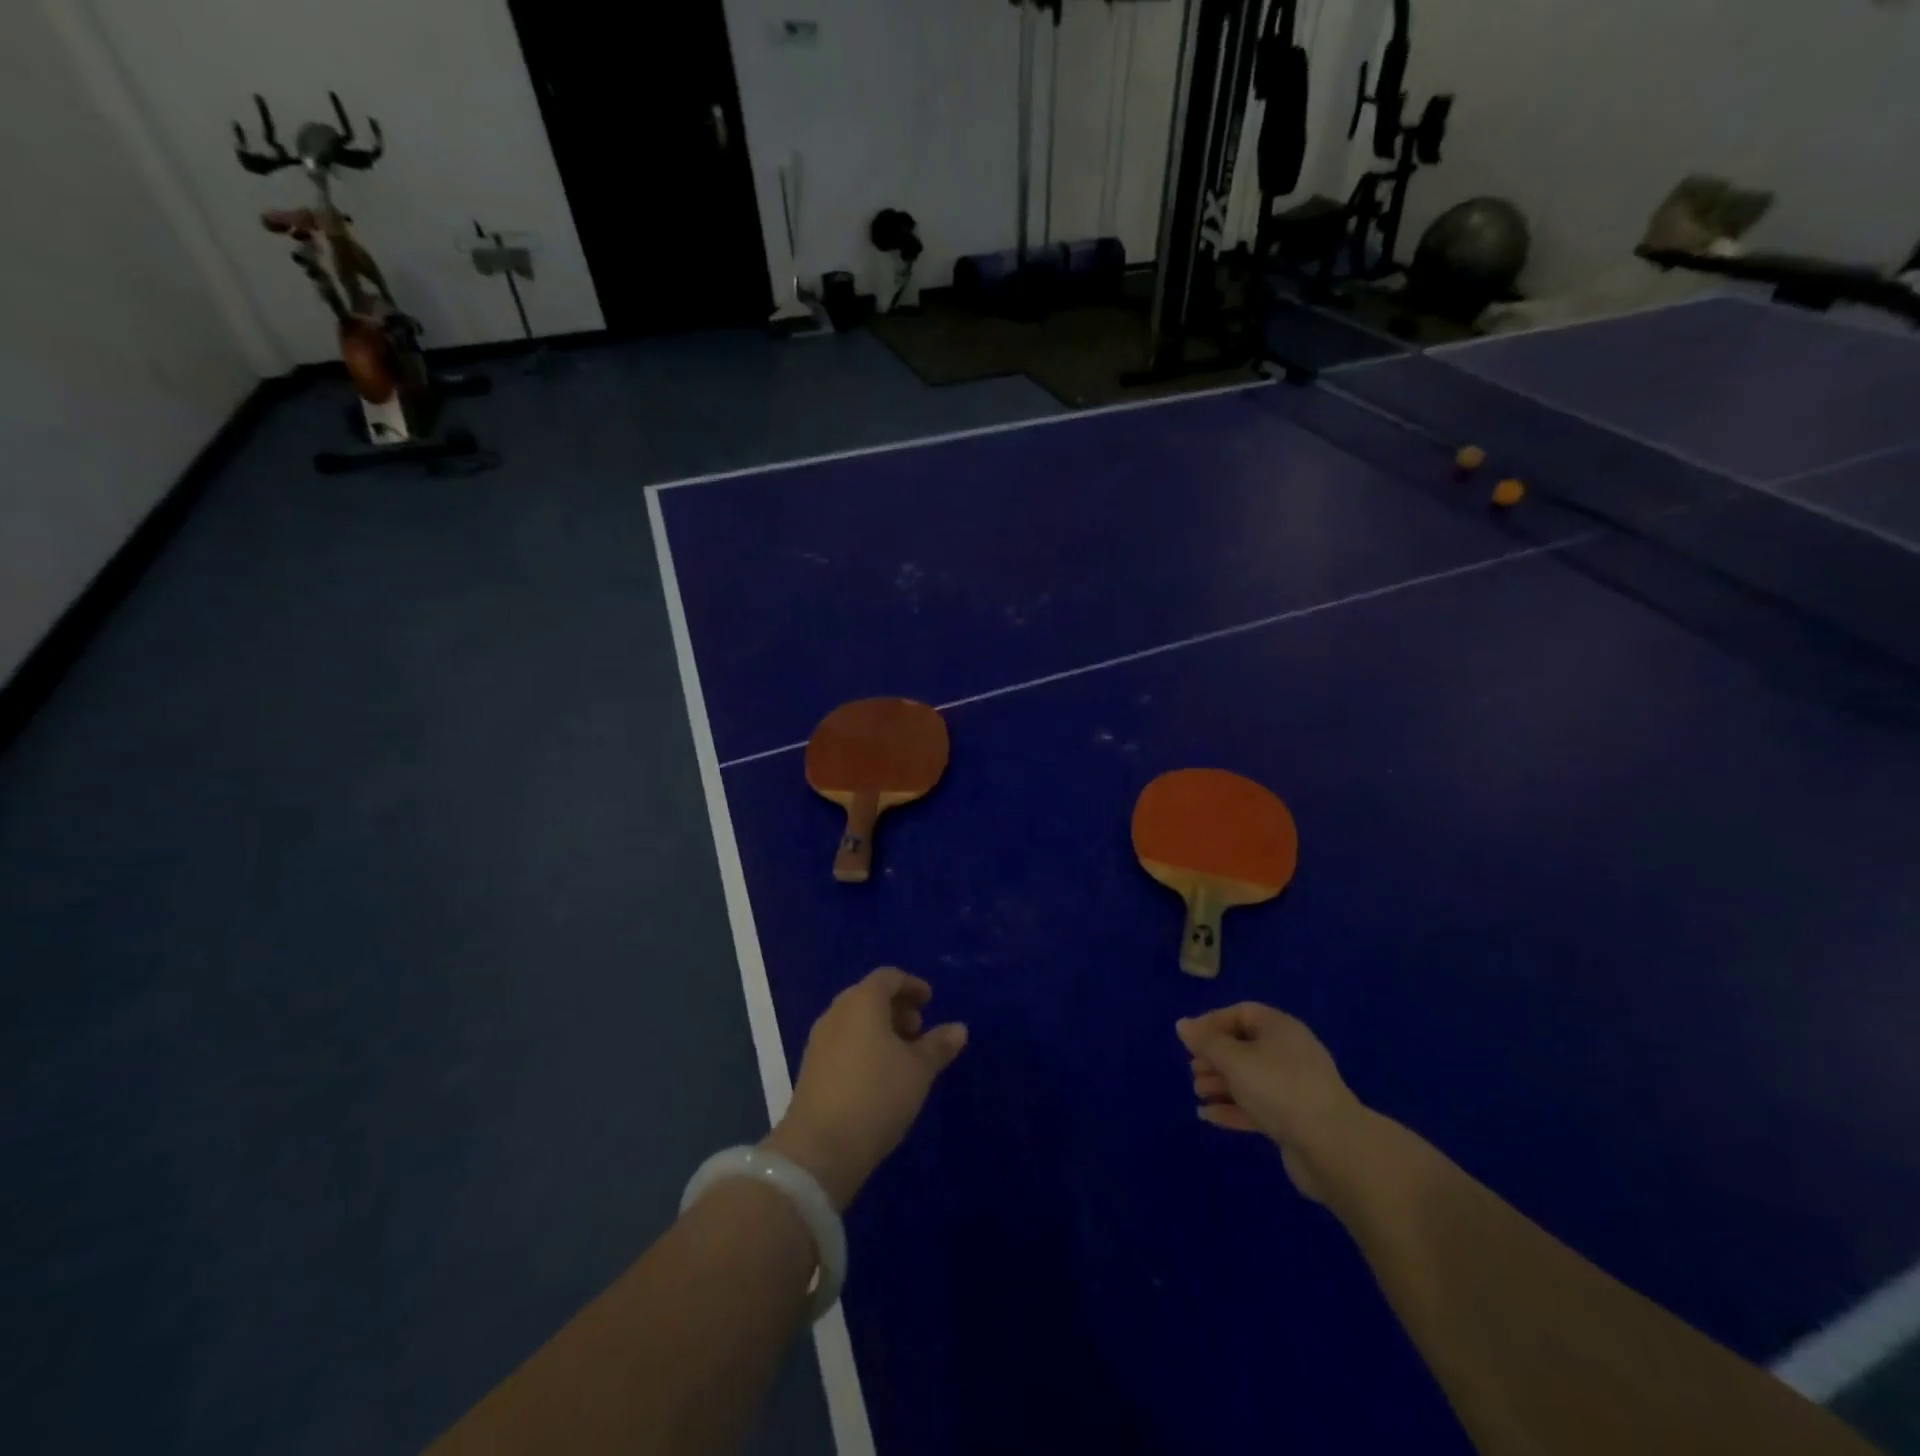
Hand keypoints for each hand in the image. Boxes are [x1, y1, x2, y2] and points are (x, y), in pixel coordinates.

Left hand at [765, 968, 967, 1209]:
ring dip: (880, 1029)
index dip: (911, 985)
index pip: (888, 977)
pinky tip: (879, 1076)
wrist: (820, 1148)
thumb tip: (958, 1028)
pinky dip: (864, 1046)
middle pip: (869, 997)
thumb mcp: (918, 1070)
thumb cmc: (877, 1095)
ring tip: (903, 1057)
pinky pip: (843, 1042)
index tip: (929, 1002)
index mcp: (862, 1002)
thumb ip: (938, 1045)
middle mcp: (837, 1013)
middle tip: (918, 1031)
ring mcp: (819, 1041)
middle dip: (896, 1008)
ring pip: (855, 1021)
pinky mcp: (811, 1068)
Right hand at [1177, 1003, 1363, 1202]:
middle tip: (1192, 1070)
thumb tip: (1182, 1024)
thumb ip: (1206, 1042)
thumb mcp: (1234, 1060)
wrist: (1332, 1147)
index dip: (1212, 1023)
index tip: (1189, 1040)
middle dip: (1215, 1057)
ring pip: (1250, 1078)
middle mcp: (1289, 1052)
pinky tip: (1209, 1116)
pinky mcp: (1295, 1119)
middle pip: (1244, 1046)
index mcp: (1279, 1028)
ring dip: (1221, 1084)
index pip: (1241, 1013)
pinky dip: (1233, 1108)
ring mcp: (1294, 1087)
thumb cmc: (1278, 1088)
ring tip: (1198, 1093)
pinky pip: (1258, 1105)